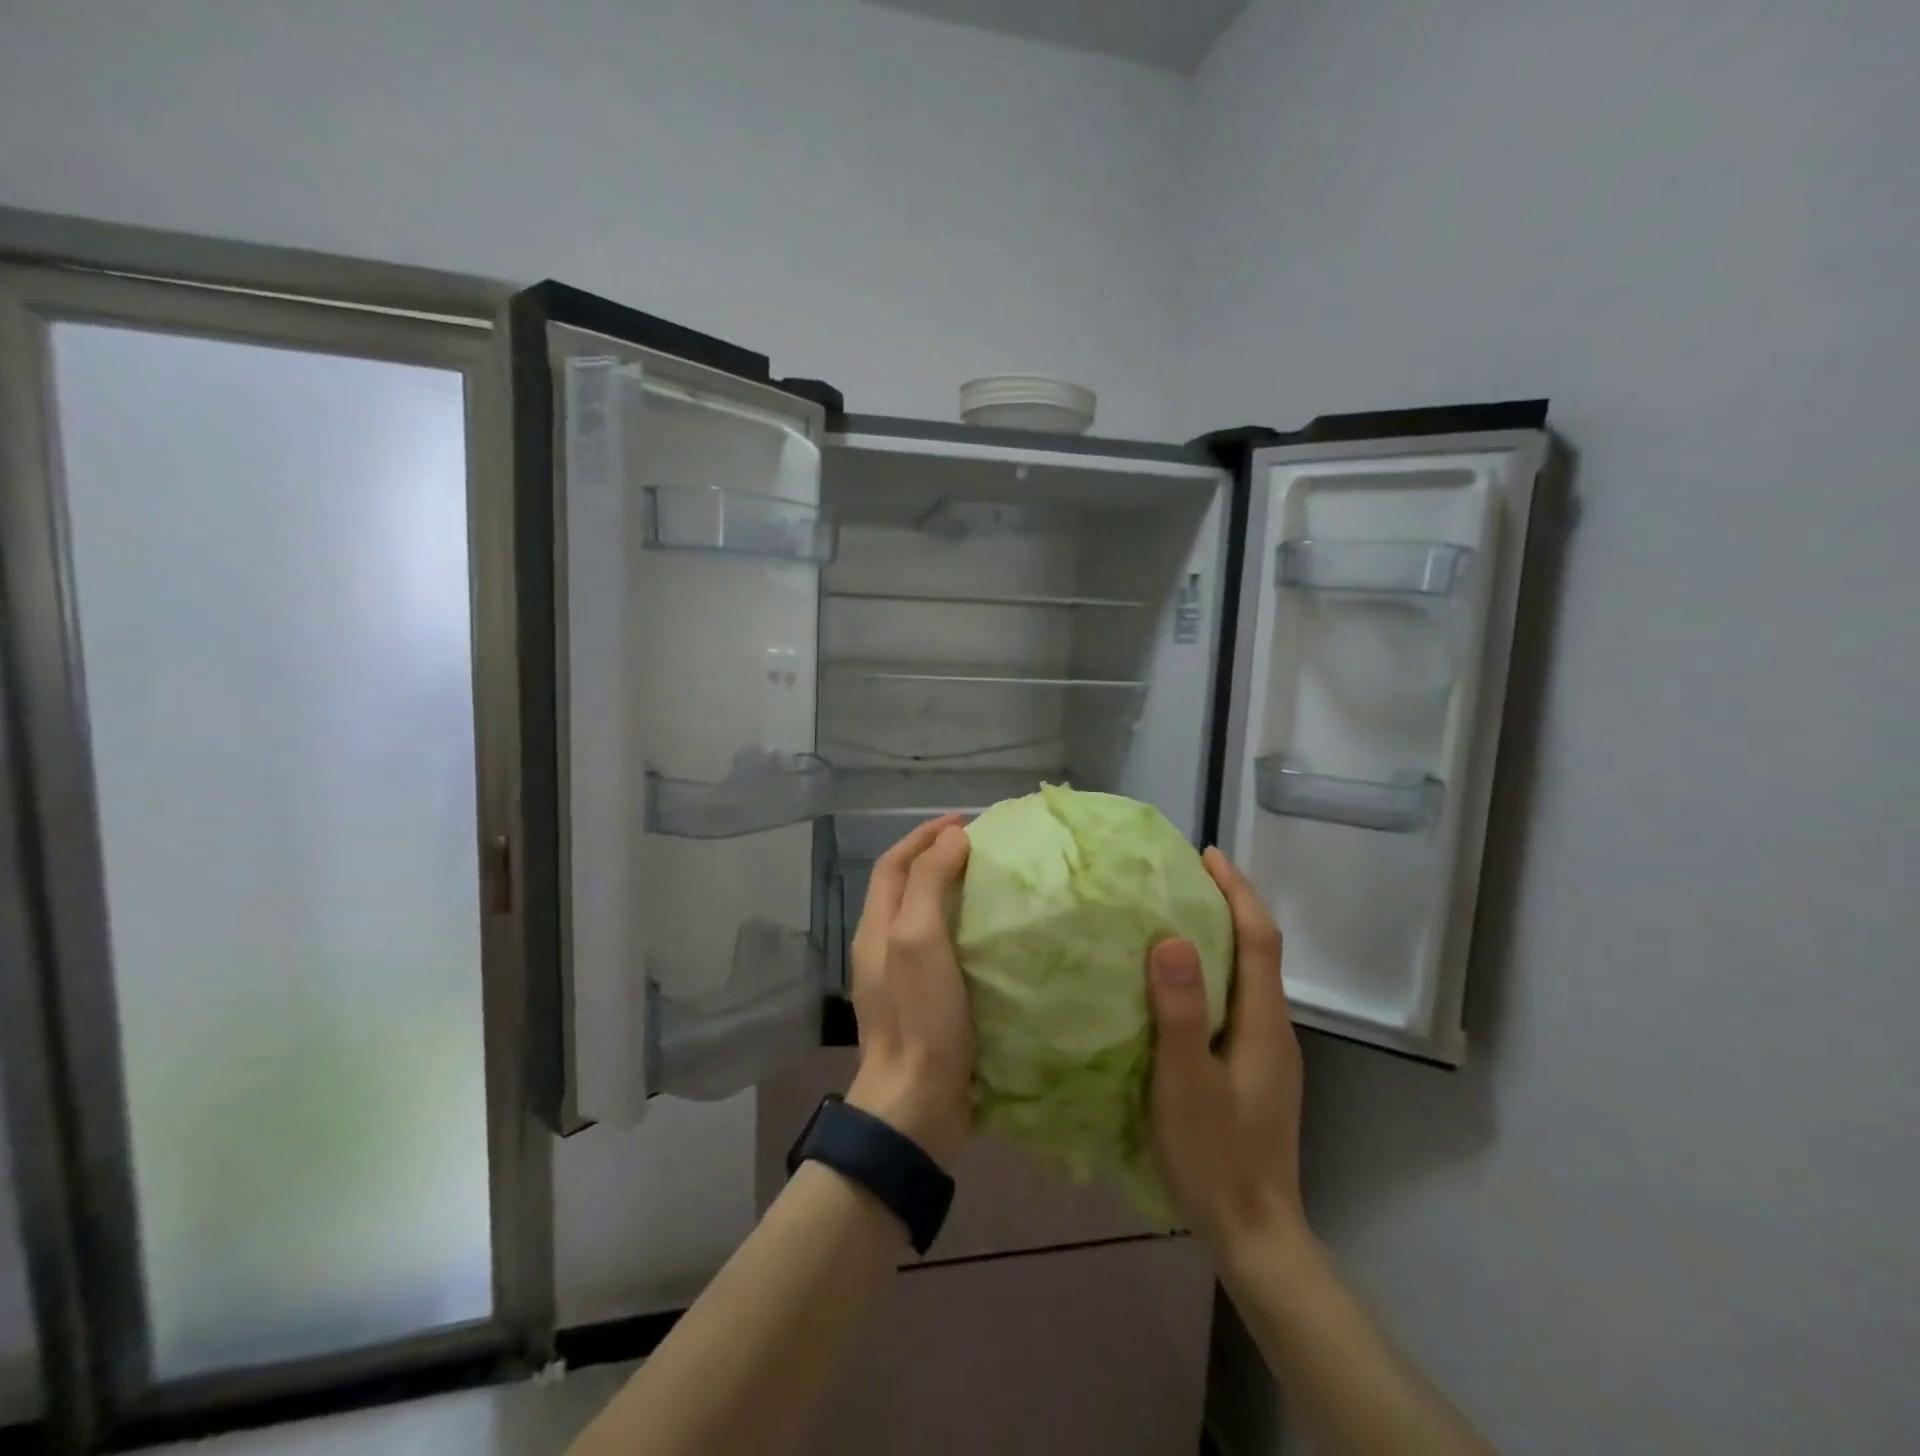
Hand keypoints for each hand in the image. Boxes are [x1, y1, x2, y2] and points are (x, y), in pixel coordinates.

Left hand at [845, 813, 974, 1169]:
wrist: (916, 1106)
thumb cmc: (919, 1017)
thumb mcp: (919, 940)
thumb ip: (929, 883)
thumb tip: (953, 837)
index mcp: (876, 927)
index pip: (895, 863)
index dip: (924, 835)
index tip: (965, 821)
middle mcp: (883, 946)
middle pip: (906, 885)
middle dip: (938, 857)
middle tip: (983, 847)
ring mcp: (902, 977)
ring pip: (923, 915)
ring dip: (951, 889)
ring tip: (991, 880)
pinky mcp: (925, 1002)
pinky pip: (941, 947)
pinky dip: (963, 926)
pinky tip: (992, 934)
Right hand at [1146, 847, 1308, 1264]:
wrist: (1255, 1234)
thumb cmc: (1216, 1156)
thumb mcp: (1186, 1082)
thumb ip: (1180, 1012)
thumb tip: (1169, 938)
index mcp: (1263, 1022)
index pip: (1259, 938)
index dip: (1237, 891)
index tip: (1208, 855)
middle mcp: (1274, 1028)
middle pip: (1258, 950)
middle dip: (1229, 905)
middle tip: (1183, 878)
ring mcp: (1267, 1052)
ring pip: (1249, 976)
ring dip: (1221, 937)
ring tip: (1175, 917)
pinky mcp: (1254, 1071)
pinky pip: (1237, 1000)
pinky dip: (1215, 972)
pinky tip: (1181, 984)